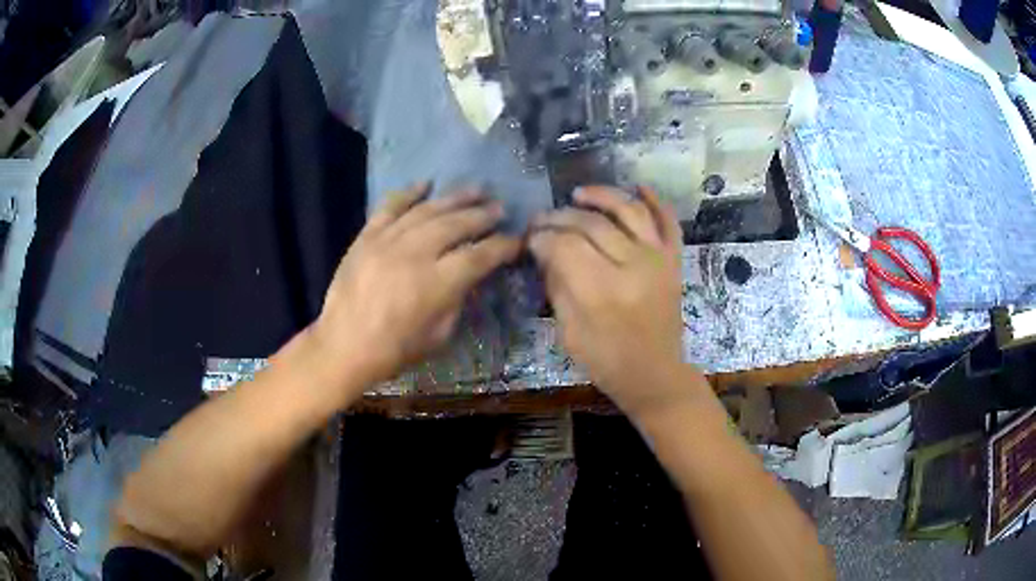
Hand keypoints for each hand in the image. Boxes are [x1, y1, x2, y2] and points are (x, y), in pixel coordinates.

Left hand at [309, 184, 520, 402]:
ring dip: (455, 198)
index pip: (479, 255)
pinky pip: (390, 206)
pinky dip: (408, 193)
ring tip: (476, 190)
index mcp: (437, 284)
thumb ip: (458, 300)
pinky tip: (426, 183)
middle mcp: (415, 254)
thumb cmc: (395, 350)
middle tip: (499, 208)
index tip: (517, 239)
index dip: (502, 246)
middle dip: (482, 215)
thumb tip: (470, 275)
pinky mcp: (367, 236)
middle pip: (456, 224)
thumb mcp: (440, 335)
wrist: (343, 346)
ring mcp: (388, 241)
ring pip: (427, 210)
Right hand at [529, 186, 689, 414]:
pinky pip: (668, 221)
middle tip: (543, 219)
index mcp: (602, 290)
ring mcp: (658, 259)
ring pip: (629, 210)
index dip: (542, 237)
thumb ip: (557, 285)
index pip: (565, 245)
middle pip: (591, 223)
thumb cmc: (606, 360)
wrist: (655, 374)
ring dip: (602, 195)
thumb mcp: (569, 331)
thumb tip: (544, 250)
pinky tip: (637, 186)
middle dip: (560, 217)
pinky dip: (655, 200)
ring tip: (579, 193)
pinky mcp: (674, 260)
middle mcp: (633, 266)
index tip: (530, 237)